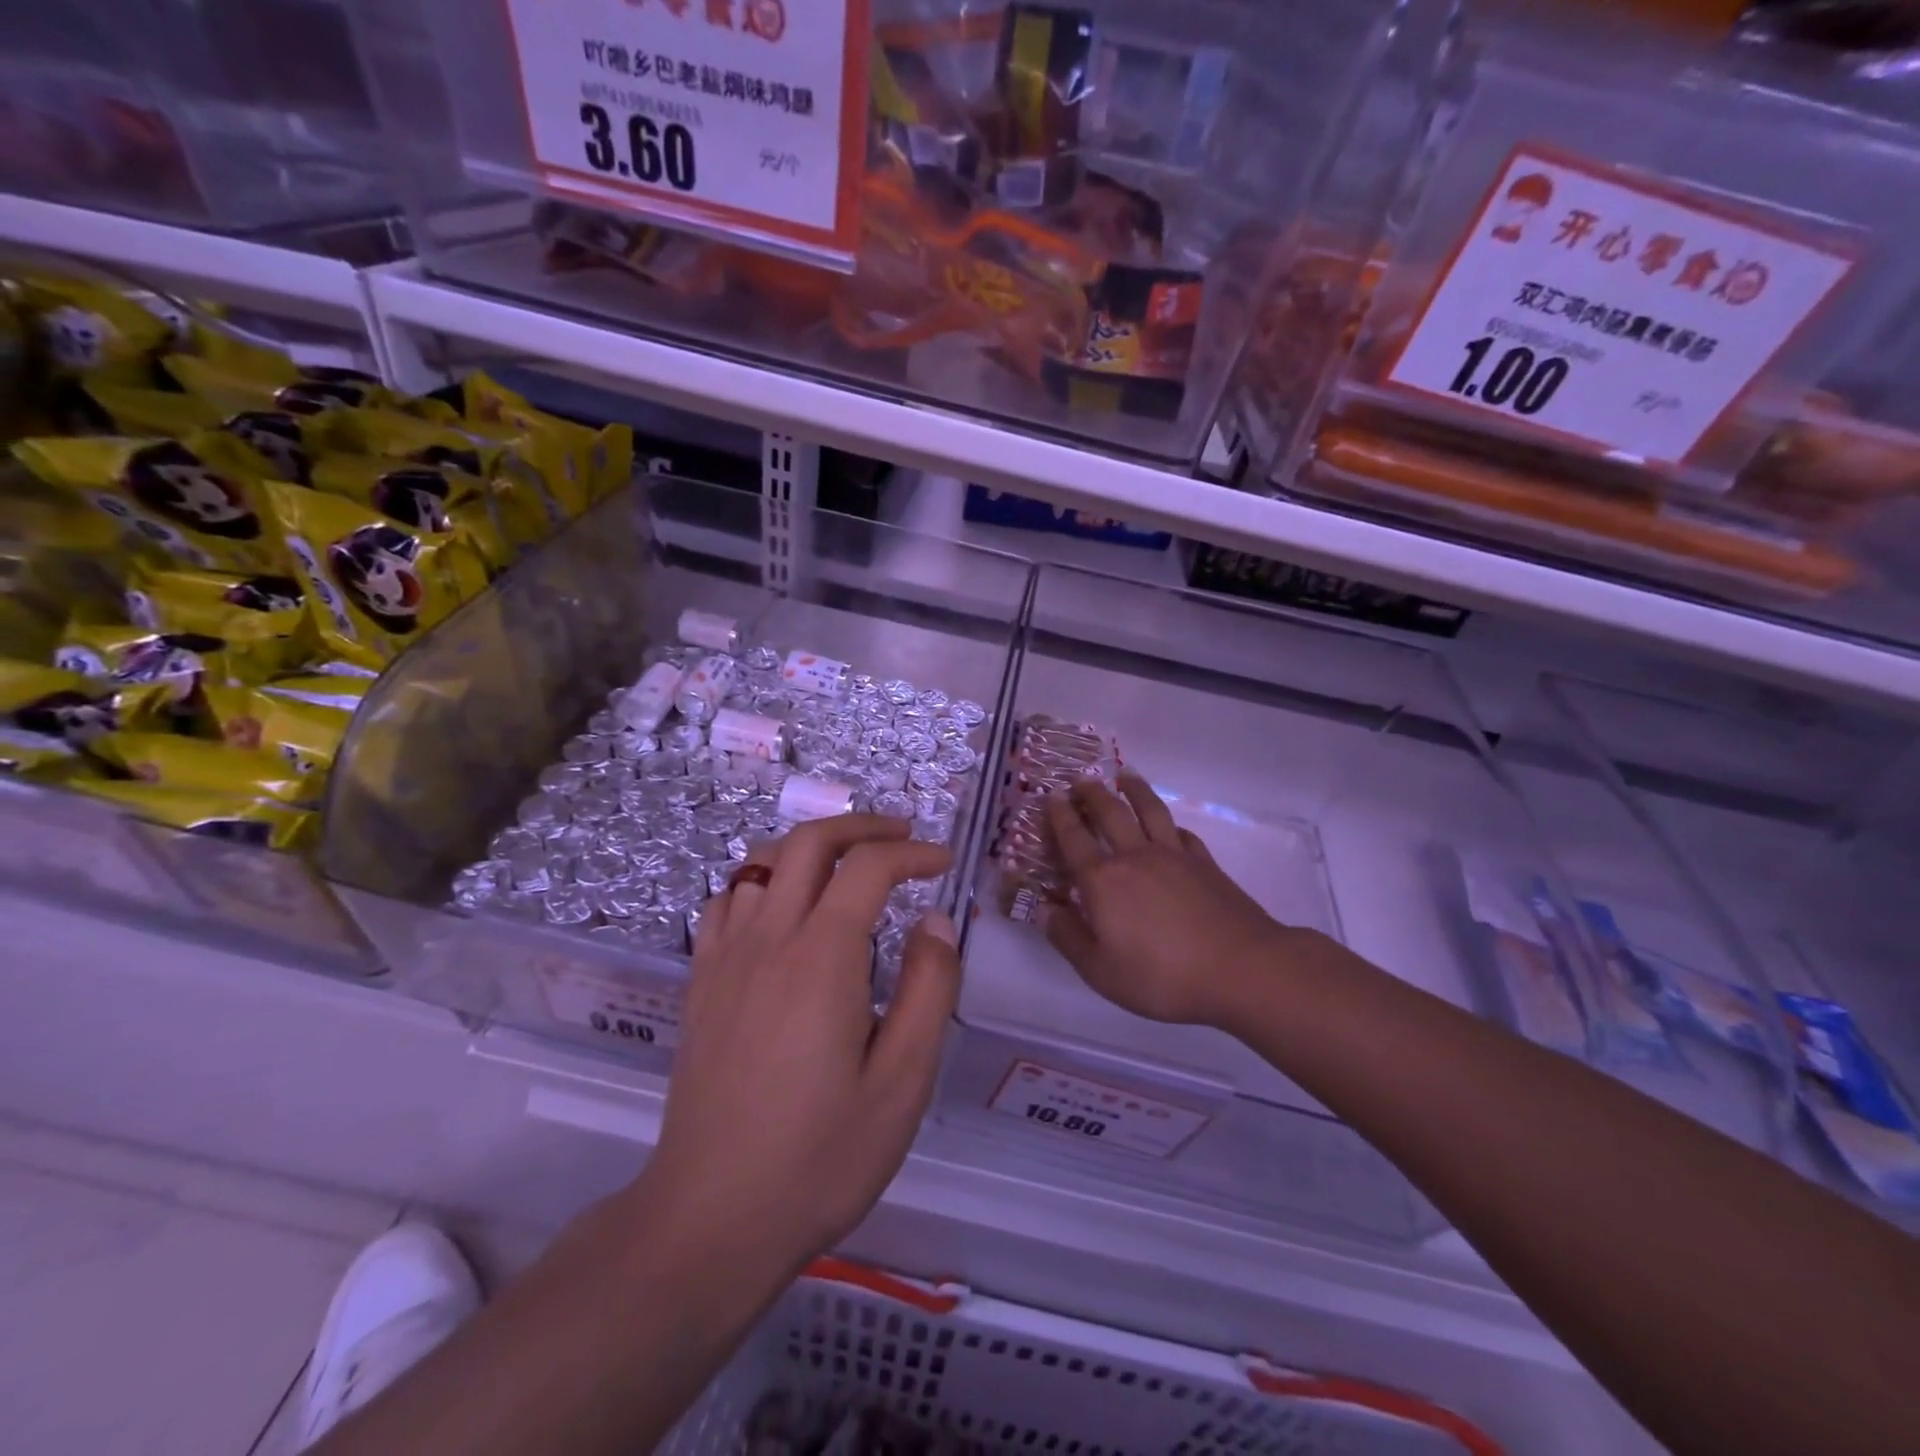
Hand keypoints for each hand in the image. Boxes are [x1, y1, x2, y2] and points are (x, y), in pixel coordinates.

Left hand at [641, 814, 960, 1279]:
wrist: (710, 1219)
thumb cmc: (819, 1156)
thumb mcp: (901, 1082)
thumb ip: (928, 990)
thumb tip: (936, 922)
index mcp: (822, 957)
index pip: (867, 867)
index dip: (912, 853)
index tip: (943, 863)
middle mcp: (769, 938)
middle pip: (808, 842)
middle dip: (861, 826)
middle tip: (901, 837)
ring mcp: (725, 957)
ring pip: (761, 862)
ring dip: (810, 848)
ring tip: (847, 866)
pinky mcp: (701, 983)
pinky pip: (727, 901)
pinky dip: (762, 882)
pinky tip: (782, 911)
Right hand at [1044, 772, 1290, 1026]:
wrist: (1241, 968)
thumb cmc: (1162, 976)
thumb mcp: (1100, 970)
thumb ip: (1068, 937)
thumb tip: (1045, 909)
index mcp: (1103, 881)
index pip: (1074, 839)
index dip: (1060, 816)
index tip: (1052, 796)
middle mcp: (1135, 857)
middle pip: (1110, 814)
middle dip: (1092, 794)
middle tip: (1081, 780)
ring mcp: (1175, 856)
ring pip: (1150, 811)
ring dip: (1134, 790)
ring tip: (1125, 776)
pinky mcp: (1206, 864)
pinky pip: (1182, 833)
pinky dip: (1170, 824)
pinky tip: (1170, 825)